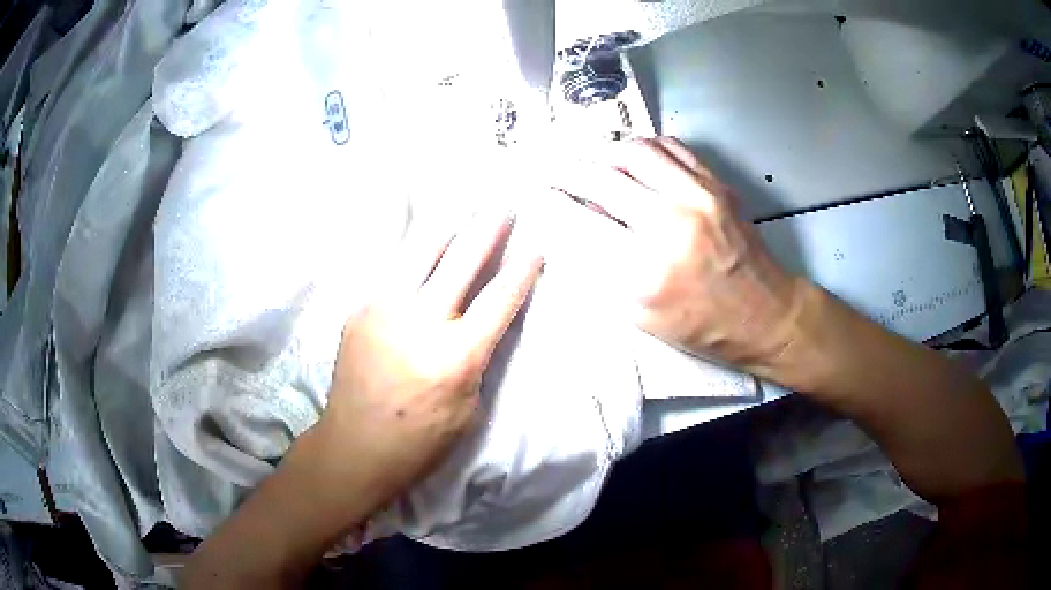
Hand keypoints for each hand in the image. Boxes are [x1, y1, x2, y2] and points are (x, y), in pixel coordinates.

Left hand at [320, 211, 543, 501]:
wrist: (354, 446)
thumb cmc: (420, 441)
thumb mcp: (468, 409)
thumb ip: (477, 358)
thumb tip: (482, 320)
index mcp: (455, 356)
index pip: (498, 300)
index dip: (522, 271)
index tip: (536, 249)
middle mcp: (419, 322)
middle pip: (461, 261)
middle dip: (488, 229)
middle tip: (504, 207)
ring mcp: (383, 309)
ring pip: (420, 252)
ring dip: (448, 227)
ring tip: (463, 209)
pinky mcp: (360, 309)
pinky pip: (394, 271)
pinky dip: (415, 255)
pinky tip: (424, 246)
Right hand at [552, 137, 802, 371]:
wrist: (763, 314)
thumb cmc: (702, 326)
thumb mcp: (640, 316)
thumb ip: (602, 269)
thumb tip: (575, 225)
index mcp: (646, 271)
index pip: (581, 221)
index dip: (552, 203)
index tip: (538, 194)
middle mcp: (671, 224)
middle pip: (602, 177)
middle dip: (566, 169)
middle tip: (551, 168)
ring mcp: (698, 198)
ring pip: (635, 151)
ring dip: (602, 150)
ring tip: (588, 157)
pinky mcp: (716, 185)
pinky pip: (671, 148)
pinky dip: (643, 146)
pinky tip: (631, 156)